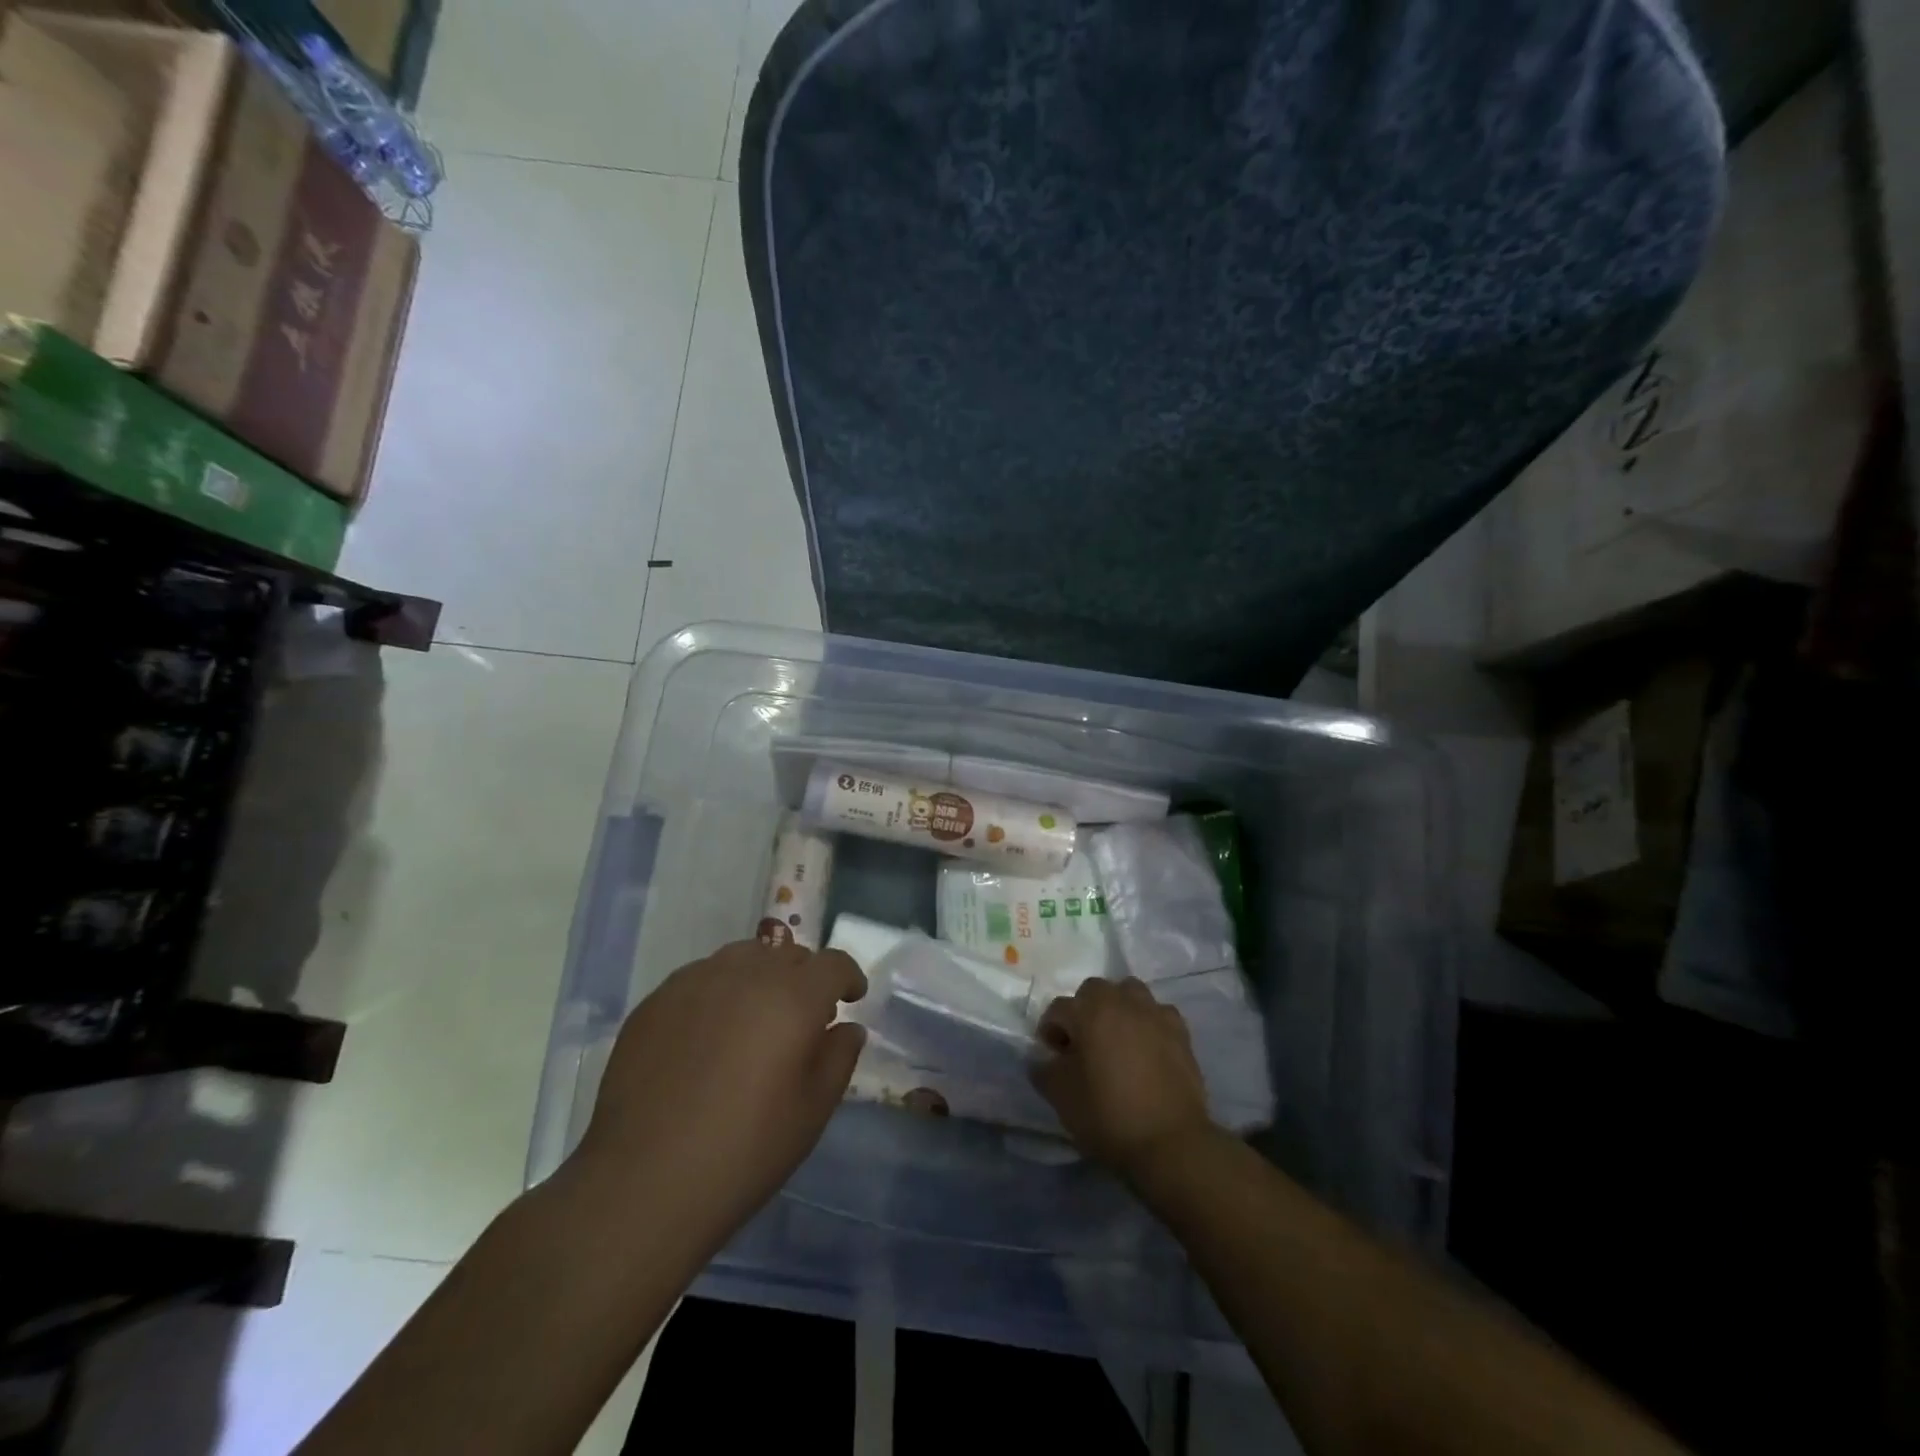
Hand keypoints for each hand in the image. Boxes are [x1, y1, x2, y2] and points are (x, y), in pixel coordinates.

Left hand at [571, 940, 866, 1248]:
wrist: (642, 1184)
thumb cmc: (744, 1151)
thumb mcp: (812, 1112)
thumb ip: (839, 1057)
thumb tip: (846, 1027)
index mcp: (793, 997)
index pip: (833, 963)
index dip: (848, 977)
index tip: (850, 998)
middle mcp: (746, 974)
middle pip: (787, 954)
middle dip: (805, 977)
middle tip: (802, 1016)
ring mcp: (695, 982)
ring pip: (742, 958)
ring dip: (760, 977)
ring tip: (754, 1017)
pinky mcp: (656, 1001)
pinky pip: (700, 978)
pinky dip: (718, 992)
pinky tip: (707, 1035)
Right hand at [1031, 977, 1214, 1178]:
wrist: (1170, 1142)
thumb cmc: (1108, 1115)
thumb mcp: (1061, 1097)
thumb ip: (1044, 1070)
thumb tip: (1045, 1059)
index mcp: (1089, 1011)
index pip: (1058, 1008)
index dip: (1050, 1032)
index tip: (1053, 1058)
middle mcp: (1122, 1001)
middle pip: (1094, 991)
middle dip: (1083, 1011)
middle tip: (1083, 1045)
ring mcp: (1154, 1013)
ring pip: (1129, 993)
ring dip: (1117, 1009)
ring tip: (1116, 1040)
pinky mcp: (1180, 1032)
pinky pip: (1157, 1014)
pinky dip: (1148, 1023)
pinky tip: (1146, 1049)